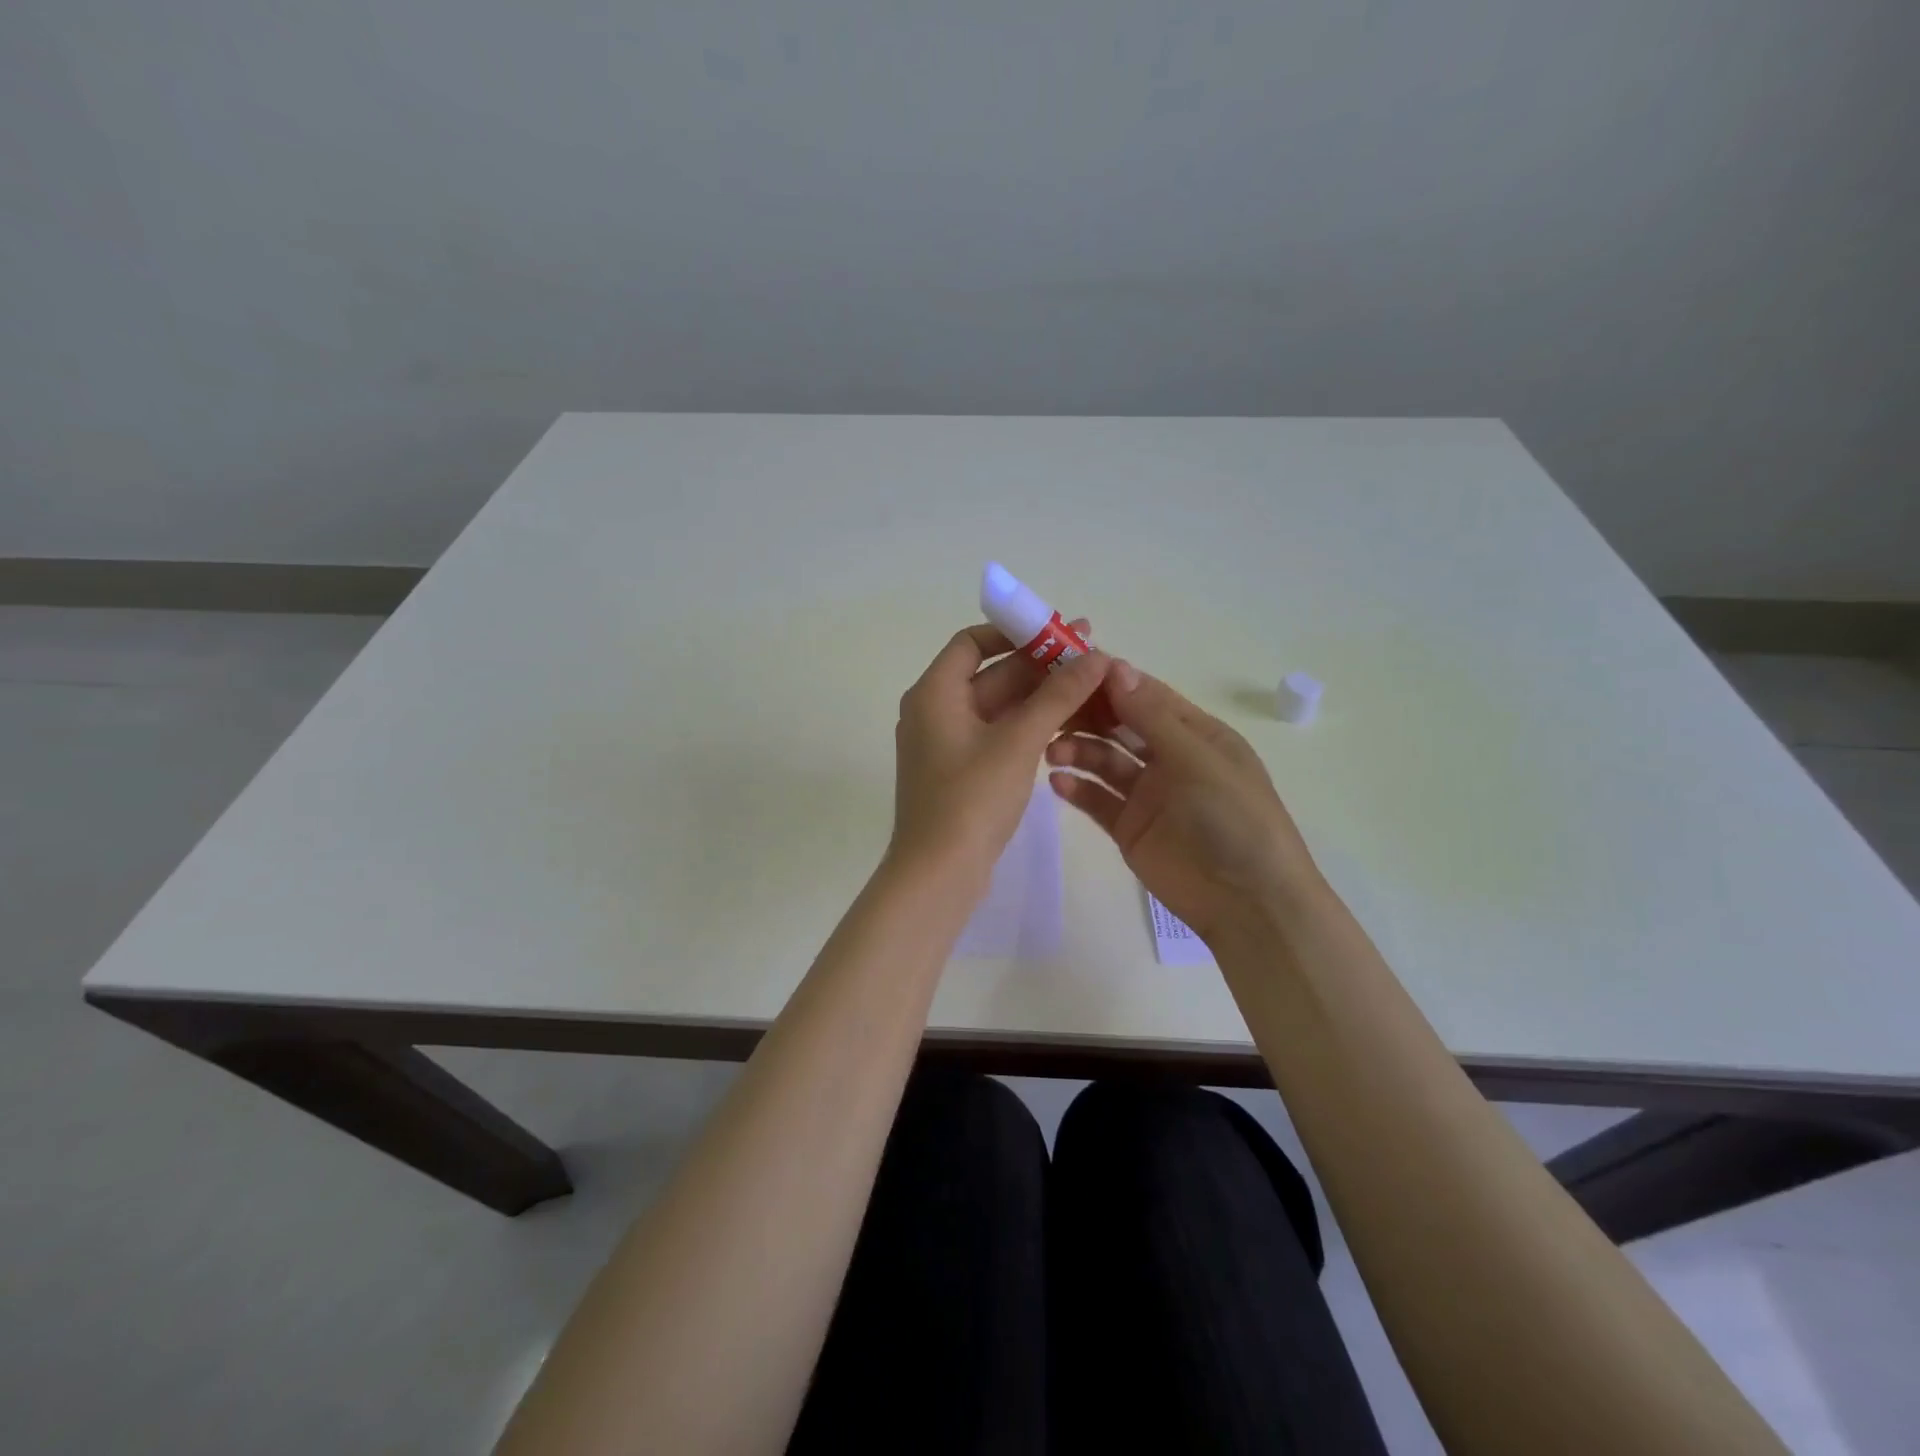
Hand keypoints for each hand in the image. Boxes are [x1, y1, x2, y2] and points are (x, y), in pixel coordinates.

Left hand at [891, 621, 1112, 877]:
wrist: (938, 874)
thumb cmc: (971, 799)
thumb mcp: (1018, 741)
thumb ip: (1057, 695)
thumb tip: (1096, 656)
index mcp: (934, 693)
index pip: (971, 642)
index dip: (1013, 633)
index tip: (1055, 632)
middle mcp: (934, 711)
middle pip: (989, 674)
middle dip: (1038, 665)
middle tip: (1090, 656)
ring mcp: (946, 744)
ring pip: (996, 707)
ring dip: (1037, 697)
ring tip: (1088, 688)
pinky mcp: (960, 772)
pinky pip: (995, 735)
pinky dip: (1026, 726)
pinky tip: (1064, 724)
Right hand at [1046, 661, 1323, 939]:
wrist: (1247, 902)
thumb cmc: (1233, 818)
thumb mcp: (1197, 758)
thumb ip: (1151, 716)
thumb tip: (1115, 666)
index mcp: (1195, 733)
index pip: (1146, 695)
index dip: (1110, 680)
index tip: (1067, 666)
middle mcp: (1169, 757)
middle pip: (1119, 725)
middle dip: (1087, 714)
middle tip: (1049, 708)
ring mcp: (1148, 794)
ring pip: (1104, 760)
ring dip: (1078, 750)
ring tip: (1051, 752)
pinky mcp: (1129, 827)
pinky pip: (1098, 800)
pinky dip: (1077, 788)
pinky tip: (1058, 782)